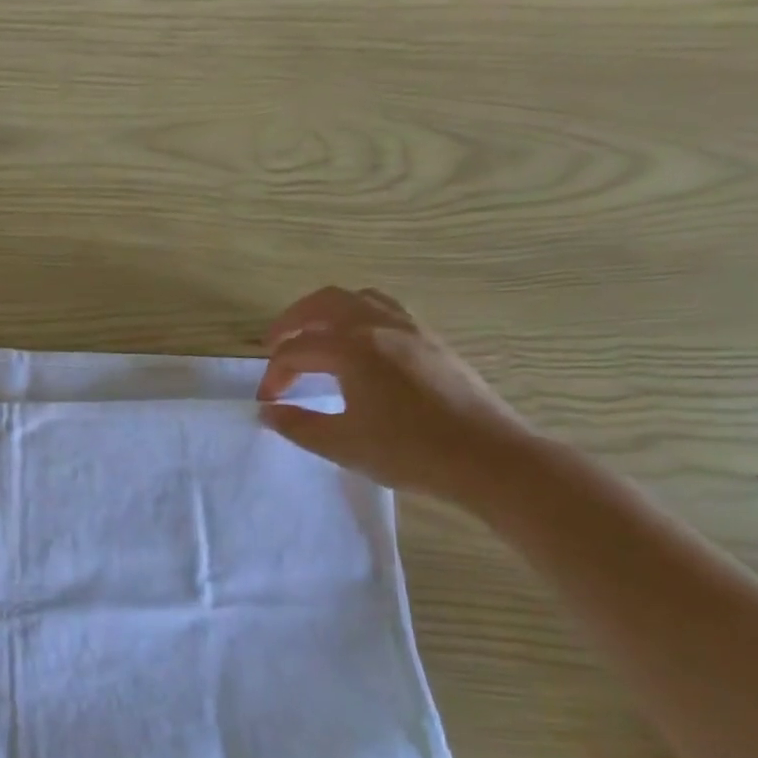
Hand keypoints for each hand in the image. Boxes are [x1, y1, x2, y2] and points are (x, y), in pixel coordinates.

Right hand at [257, 286, 533, 505]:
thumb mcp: (342, 444)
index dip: (274, 375)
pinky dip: (359, 317)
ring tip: (314, 337)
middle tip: (274, 346)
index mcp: (352, 348)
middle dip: (291, 322)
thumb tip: (268, 412)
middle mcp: (379, 326)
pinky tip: (359, 347)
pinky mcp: (433, 341)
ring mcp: (411, 329)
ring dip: (327, 312)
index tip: (268, 403)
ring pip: (358, 299)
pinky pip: (386, 310)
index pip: (296, 350)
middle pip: (323, 303)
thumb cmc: (409, 451)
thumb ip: (298, 425)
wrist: (488, 458)